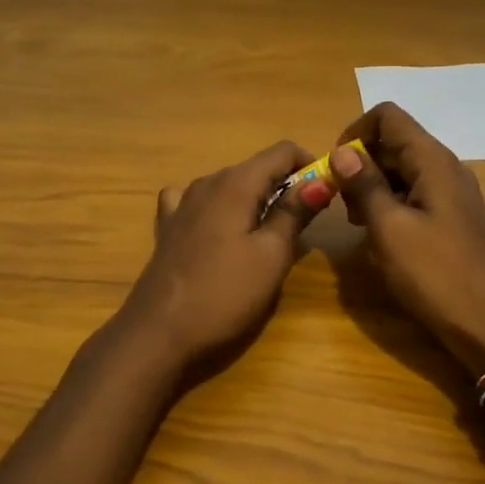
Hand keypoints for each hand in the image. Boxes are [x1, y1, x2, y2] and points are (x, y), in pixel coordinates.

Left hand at [117, 141, 330, 373]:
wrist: (158, 333)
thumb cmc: (224, 294)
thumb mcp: (271, 256)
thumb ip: (295, 213)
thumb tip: (321, 179)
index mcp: (236, 183)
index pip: (282, 151)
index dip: (310, 165)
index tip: (326, 194)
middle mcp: (207, 182)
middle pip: (256, 168)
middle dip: (285, 186)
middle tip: (304, 225)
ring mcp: (182, 203)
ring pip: (230, 185)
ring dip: (255, 200)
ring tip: (268, 236)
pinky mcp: (168, 227)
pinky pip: (199, 202)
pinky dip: (219, 208)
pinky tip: (220, 229)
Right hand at [330, 104, 484, 372]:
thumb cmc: (435, 274)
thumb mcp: (389, 229)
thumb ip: (364, 185)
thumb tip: (342, 151)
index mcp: (433, 161)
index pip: (388, 116)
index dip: (356, 133)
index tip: (337, 169)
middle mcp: (445, 167)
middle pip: (394, 142)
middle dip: (361, 164)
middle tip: (342, 203)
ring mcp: (452, 194)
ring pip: (402, 170)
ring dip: (372, 187)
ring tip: (357, 223)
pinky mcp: (452, 219)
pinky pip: (414, 195)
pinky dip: (390, 205)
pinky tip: (379, 237)